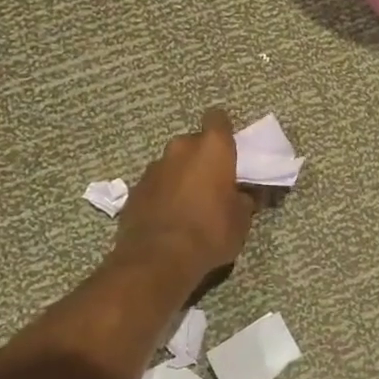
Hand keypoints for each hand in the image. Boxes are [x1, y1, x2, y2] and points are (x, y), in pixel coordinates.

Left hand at [114, 108, 257, 291]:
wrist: (157, 259)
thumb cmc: (210, 232)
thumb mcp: (242, 219)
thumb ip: (244, 199)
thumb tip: (243, 194)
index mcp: (212, 148)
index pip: (218, 118)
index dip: (224, 131)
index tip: (231, 149)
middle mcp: (180, 148)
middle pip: (194, 142)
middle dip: (203, 157)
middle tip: (214, 182)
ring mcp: (153, 168)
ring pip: (173, 163)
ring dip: (181, 176)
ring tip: (190, 204)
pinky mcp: (134, 190)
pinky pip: (156, 184)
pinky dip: (164, 194)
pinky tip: (170, 218)